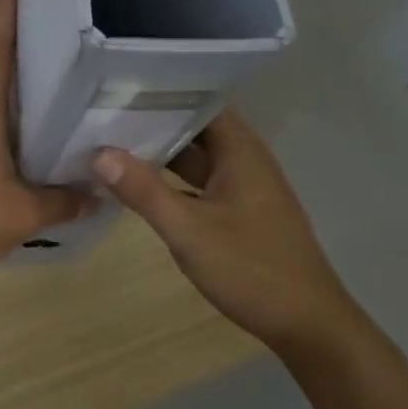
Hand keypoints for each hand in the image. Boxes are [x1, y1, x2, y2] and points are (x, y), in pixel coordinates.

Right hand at [92, 110, 363, 357]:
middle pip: (195, 126)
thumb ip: (144, 191)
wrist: (308, 325)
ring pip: (196, 157)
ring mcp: (243, 188)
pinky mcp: (239, 212)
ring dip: (160, 151)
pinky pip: (199, 182)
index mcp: (241, 152)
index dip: (164, 88)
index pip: (201, 98)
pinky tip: (138, 184)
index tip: (121, 82)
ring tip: (111, 139)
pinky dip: (171, 179)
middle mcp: (245, 161)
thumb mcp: (189, 231)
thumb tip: (99, 154)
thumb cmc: (252, 269)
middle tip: (102, 109)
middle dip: (154, 118)